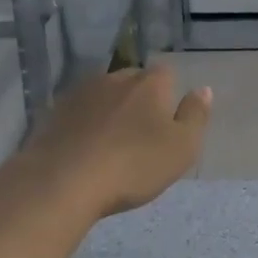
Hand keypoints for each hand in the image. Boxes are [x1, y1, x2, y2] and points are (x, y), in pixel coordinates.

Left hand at [18, 65, 210, 218]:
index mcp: (149, 84)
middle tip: (141, 135)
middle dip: (139, 100)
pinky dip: (84, 125)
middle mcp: (114, 79)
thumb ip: (196, 116)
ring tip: (111, 143)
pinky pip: (78, 113)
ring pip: (104, 95)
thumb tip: (203, 89)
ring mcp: (80, 94)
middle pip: (133, 81)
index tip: (167, 122)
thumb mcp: (182, 147)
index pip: (166, 74)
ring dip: (110, 111)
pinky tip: (85, 149)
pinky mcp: (53, 113)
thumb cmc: (134, 165)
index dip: (169, 94)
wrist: (62, 182)